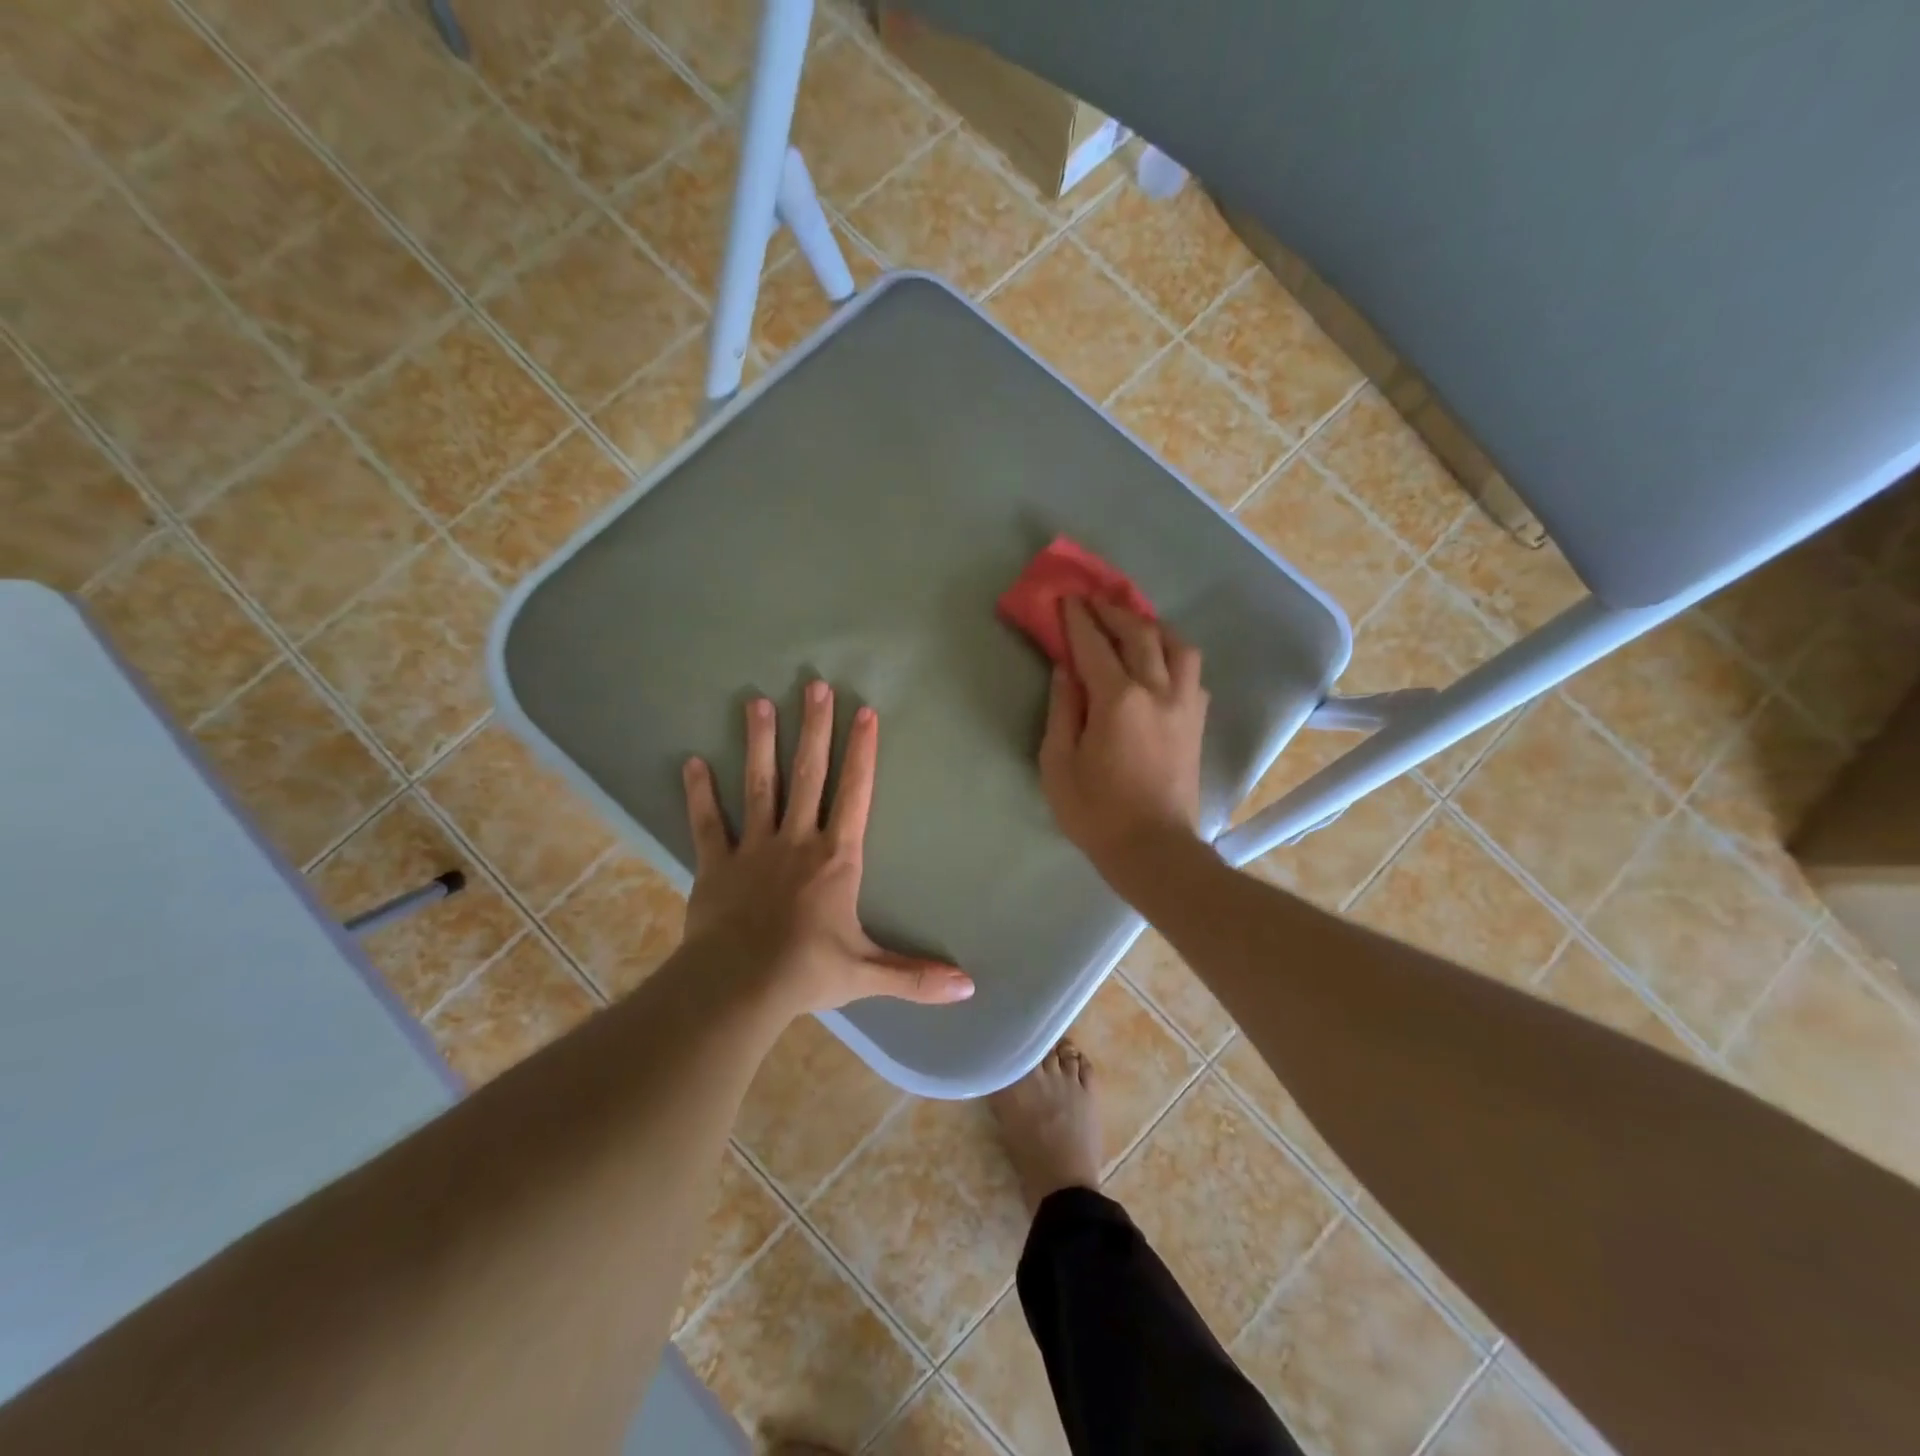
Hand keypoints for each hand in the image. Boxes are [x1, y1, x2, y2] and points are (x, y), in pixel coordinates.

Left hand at [681, 682, 974, 1017]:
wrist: (738, 988)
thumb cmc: (807, 972)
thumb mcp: (868, 973)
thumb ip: (917, 976)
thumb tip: (970, 988)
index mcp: (836, 858)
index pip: (855, 794)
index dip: (861, 752)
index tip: (863, 711)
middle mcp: (797, 840)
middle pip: (808, 775)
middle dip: (814, 729)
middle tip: (815, 686)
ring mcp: (753, 848)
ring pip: (759, 786)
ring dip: (759, 743)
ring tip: (757, 702)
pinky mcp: (716, 865)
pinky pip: (707, 823)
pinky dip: (700, 794)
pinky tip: (692, 762)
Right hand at [1039, 598, 1208, 876]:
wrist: (1154, 850)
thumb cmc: (1096, 812)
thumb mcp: (1058, 764)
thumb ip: (1062, 710)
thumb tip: (1066, 671)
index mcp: (1118, 700)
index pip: (1095, 645)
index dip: (1079, 619)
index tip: (1067, 599)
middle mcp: (1157, 691)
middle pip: (1140, 634)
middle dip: (1114, 612)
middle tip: (1094, 601)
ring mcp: (1184, 705)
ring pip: (1178, 646)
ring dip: (1153, 627)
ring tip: (1134, 625)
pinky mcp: (1197, 723)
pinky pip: (1192, 674)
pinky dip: (1173, 656)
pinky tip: (1160, 664)